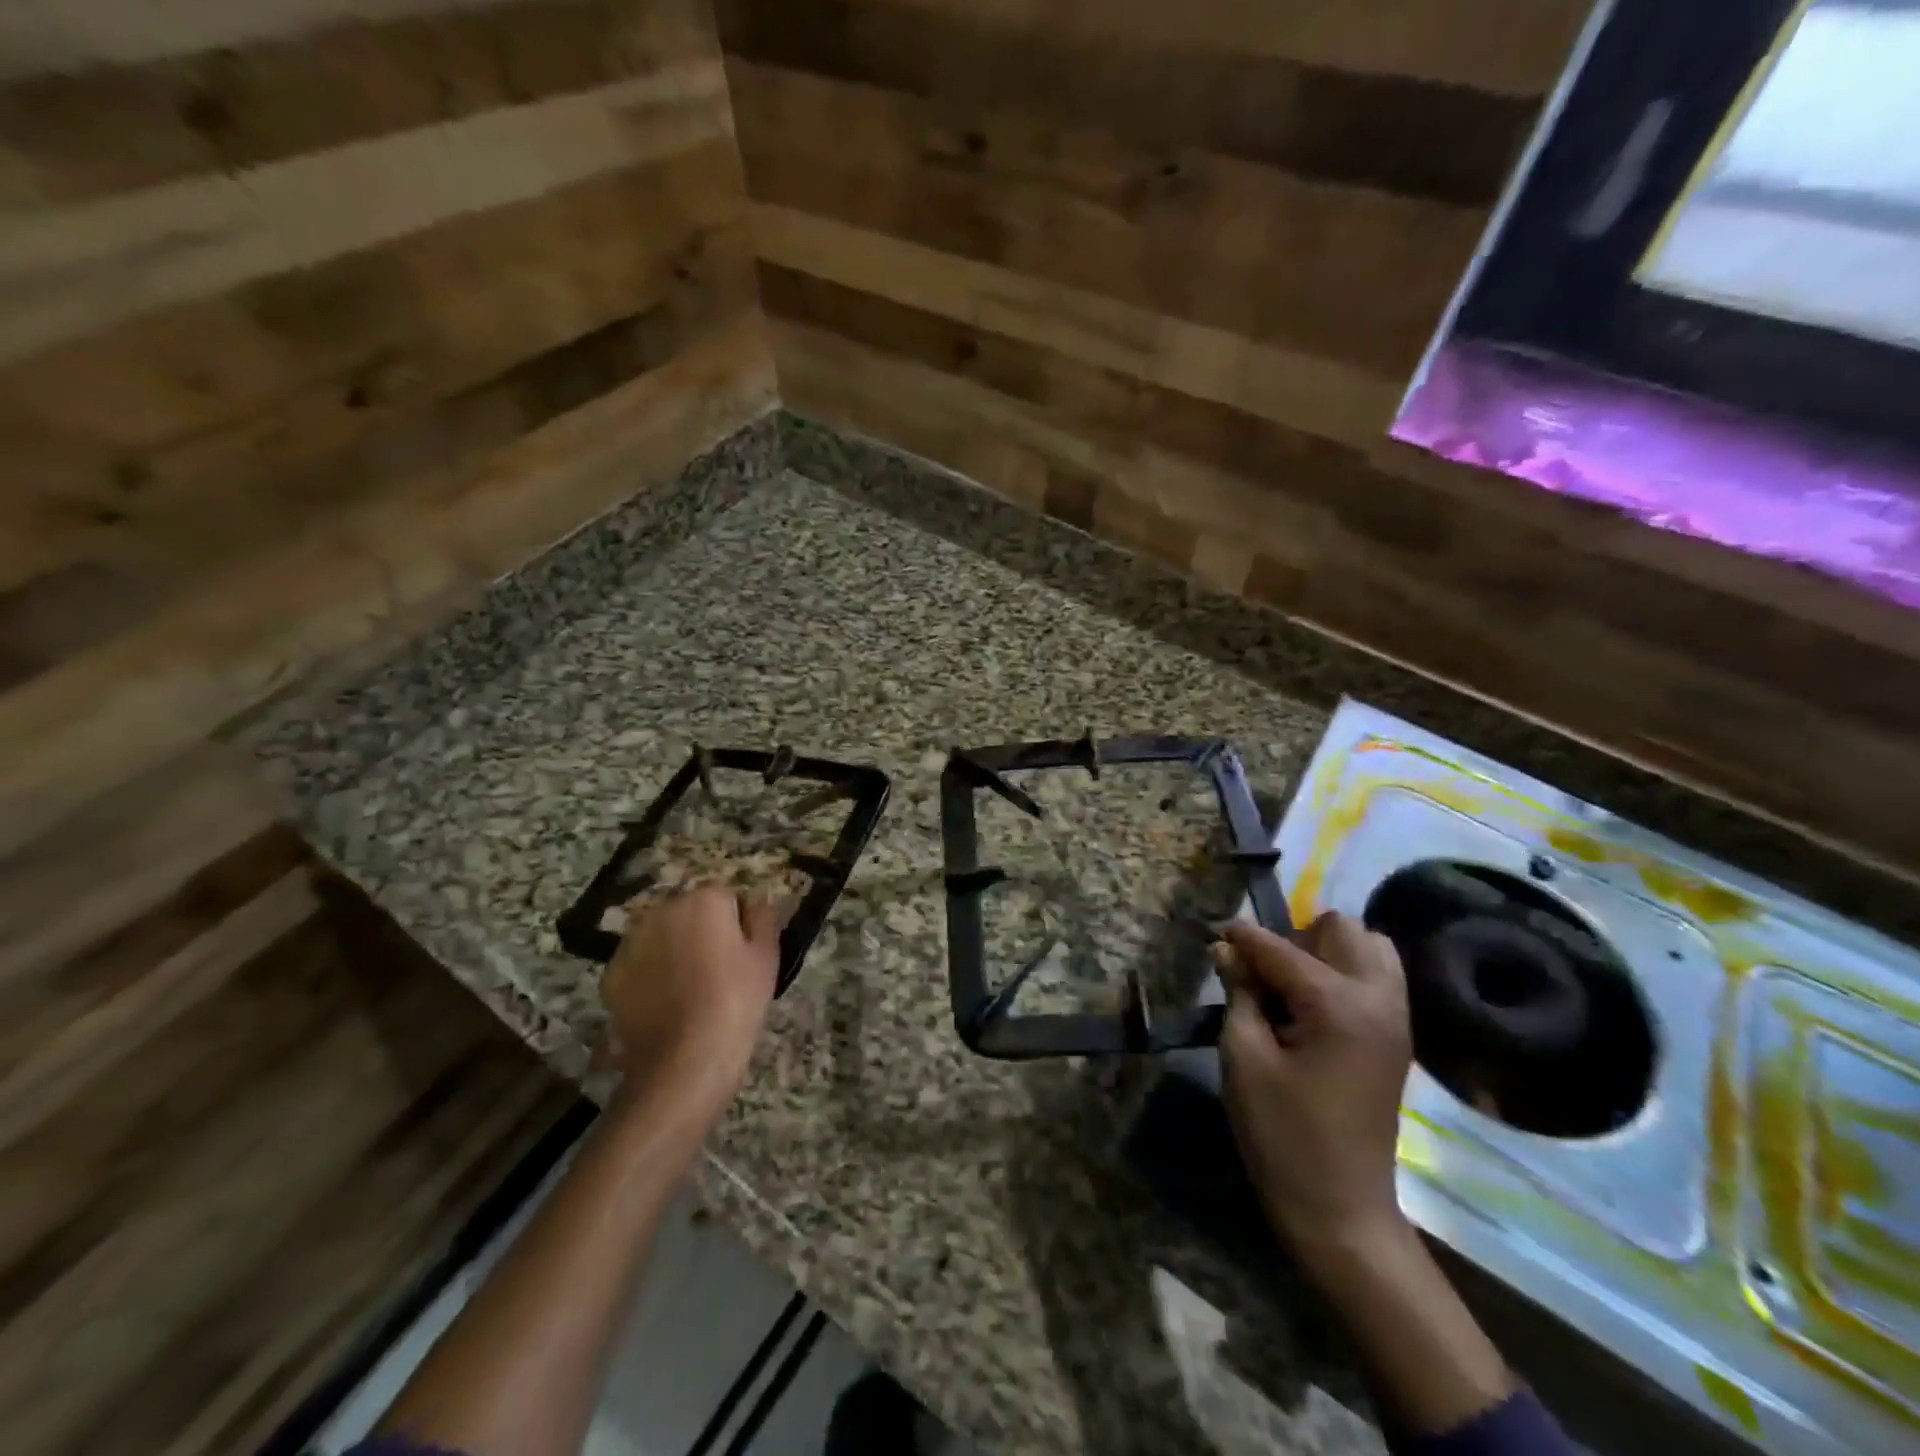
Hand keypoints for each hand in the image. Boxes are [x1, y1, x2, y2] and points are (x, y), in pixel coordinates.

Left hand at [599, 887, 782, 1101]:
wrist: (685, 1060)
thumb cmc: (736, 1001)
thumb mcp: (767, 956)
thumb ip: (764, 917)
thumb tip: (757, 901)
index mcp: (704, 899)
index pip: (727, 898)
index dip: (738, 926)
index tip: (744, 955)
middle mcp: (662, 910)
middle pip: (690, 914)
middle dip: (702, 934)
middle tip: (719, 973)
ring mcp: (630, 942)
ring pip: (661, 938)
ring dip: (673, 952)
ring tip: (690, 992)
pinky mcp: (610, 975)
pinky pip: (639, 966)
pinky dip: (650, 978)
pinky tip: (665, 1006)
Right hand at [1218, 912, 1412, 1258]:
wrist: (1340, 1207)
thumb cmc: (1282, 1133)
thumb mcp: (1243, 1057)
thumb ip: (1239, 993)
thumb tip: (1228, 949)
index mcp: (1339, 1004)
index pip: (1281, 949)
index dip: (1243, 939)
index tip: (1217, 935)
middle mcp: (1378, 999)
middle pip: (1341, 929)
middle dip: (1297, 938)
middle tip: (1265, 975)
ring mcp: (1396, 1017)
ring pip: (1369, 946)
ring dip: (1326, 952)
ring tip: (1292, 987)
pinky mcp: (1397, 1036)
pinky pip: (1377, 976)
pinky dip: (1345, 972)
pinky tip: (1312, 1005)